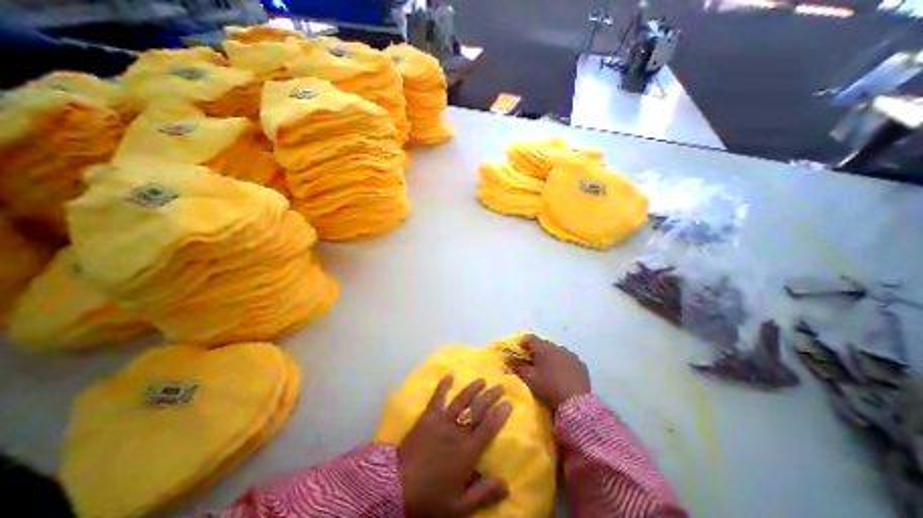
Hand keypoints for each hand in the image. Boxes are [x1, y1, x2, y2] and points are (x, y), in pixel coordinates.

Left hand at [397, 375, 510, 515]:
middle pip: (478, 409)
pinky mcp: (428, 416)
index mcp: (467, 451)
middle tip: (500, 386)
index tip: (509, 403)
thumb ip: (484, 494)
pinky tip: (450, 374)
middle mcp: (457, 431)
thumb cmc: (430, 498)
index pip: (489, 428)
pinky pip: (437, 397)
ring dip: (473, 388)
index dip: (500, 414)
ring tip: (482, 379)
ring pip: (461, 400)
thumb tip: (507, 485)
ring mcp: (442, 420)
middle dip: (491, 396)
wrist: (396, 487)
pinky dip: (443, 385)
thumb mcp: (459, 506)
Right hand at [504, 335, 590, 412]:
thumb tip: (507, 358)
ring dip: (551, 358)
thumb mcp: (529, 378)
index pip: (530, 338)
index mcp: (545, 348)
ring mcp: (572, 356)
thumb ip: (517, 366)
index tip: (519, 353)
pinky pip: (568, 361)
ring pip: (557, 352)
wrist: (576, 404)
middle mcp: (559, 347)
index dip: (522, 344)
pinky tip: (561, 377)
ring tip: (548, 372)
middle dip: (537, 352)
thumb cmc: (549, 387)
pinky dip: (562, 365)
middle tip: (532, 365)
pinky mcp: (581, 366)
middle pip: (544, 345)